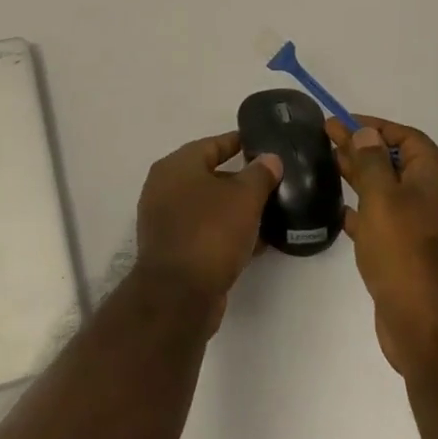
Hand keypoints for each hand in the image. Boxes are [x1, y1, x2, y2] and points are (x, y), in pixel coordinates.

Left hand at [135, 131, 281, 332]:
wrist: (179, 296)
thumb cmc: (210, 232)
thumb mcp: (244, 198)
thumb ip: (260, 174)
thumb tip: (270, 158)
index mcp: (176, 166)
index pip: (211, 145)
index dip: (238, 142)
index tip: (262, 144)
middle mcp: (165, 189)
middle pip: (209, 176)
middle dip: (241, 179)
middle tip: (272, 181)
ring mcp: (166, 221)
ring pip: (209, 207)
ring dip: (236, 210)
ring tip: (270, 212)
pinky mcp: (174, 250)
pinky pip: (206, 232)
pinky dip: (228, 233)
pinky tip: (257, 242)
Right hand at [328, 115, 437, 379]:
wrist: (428, 329)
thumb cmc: (405, 253)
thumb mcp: (383, 199)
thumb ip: (372, 161)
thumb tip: (366, 132)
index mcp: (437, 180)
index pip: (408, 138)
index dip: (375, 127)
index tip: (341, 123)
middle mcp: (437, 200)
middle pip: (398, 163)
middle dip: (363, 149)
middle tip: (326, 139)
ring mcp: (427, 230)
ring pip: (391, 192)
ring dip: (362, 177)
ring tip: (329, 167)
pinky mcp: (413, 255)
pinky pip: (388, 221)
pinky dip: (366, 212)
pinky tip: (341, 212)